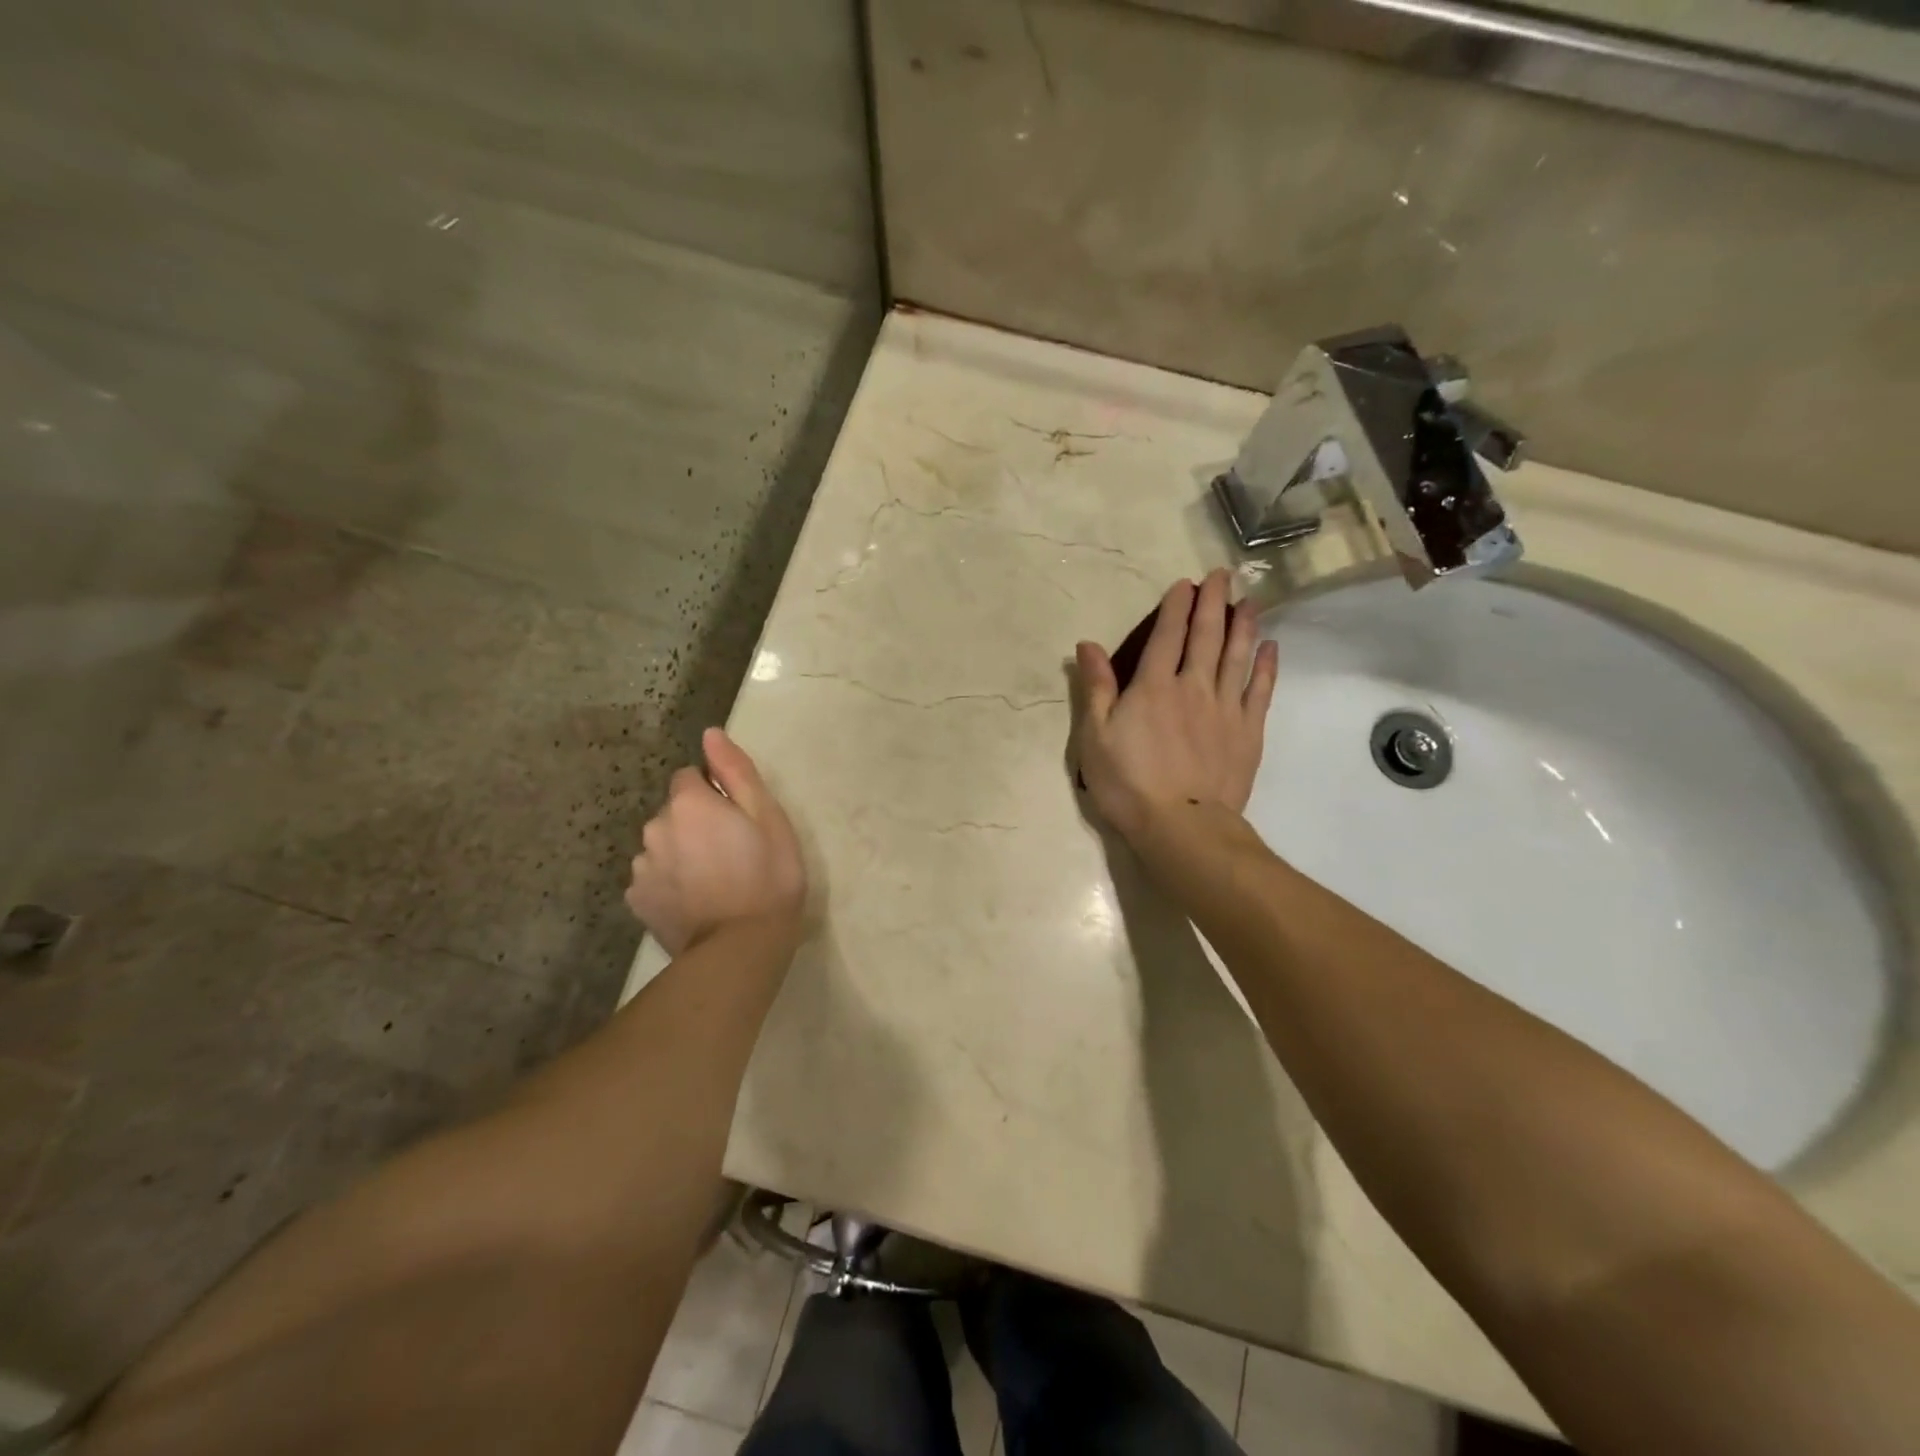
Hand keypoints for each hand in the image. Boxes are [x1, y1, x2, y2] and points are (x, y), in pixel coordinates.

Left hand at [625, 728, 806, 956]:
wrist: (741, 948)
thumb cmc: (767, 876)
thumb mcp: (768, 817)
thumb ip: (736, 771)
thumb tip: (710, 734)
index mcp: (688, 804)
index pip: (689, 777)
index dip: (714, 793)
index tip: (737, 819)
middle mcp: (655, 828)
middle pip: (674, 812)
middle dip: (696, 823)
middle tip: (732, 852)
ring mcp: (642, 868)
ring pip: (662, 845)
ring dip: (681, 852)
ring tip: (715, 881)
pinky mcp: (638, 901)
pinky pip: (654, 877)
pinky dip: (670, 883)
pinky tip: (696, 901)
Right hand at [1073, 569, 1278, 843]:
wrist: (1182, 826)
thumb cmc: (1128, 784)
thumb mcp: (1095, 737)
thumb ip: (1095, 688)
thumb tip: (1086, 645)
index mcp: (1153, 686)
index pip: (1167, 636)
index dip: (1175, 606)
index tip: (1185, 583)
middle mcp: (1193, 687)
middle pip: (1206, 636)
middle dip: (1213, 602)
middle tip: (1222, 575)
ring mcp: (1225, 708)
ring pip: (1238, 656)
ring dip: (1244, 625)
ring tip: (1250, 600)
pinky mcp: (1248, 732)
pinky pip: (1260, 690)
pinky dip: (1266, 666)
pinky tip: (1271, 647)